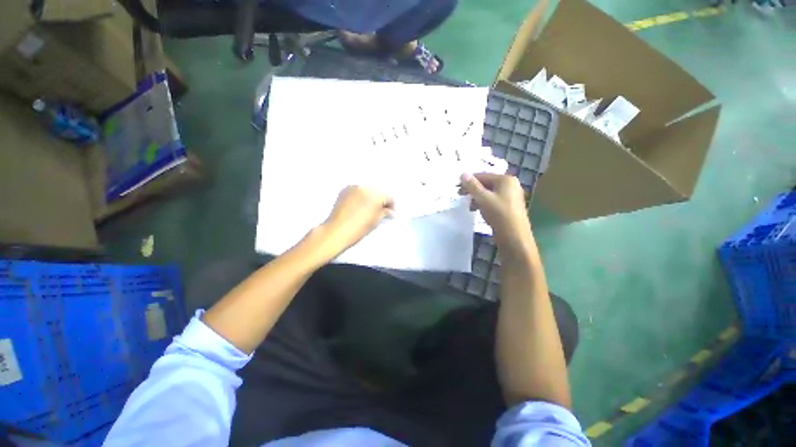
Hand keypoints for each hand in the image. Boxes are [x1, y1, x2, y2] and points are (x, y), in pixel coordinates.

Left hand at [318, 186, 393, 255]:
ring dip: (370, 198)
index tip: (390, 213)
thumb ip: (386, 213)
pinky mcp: (345, 190)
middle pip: (378, 192)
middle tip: (381, 211)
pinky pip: (357, 191)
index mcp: (376, 194)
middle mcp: (365, 187)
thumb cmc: (358, 228)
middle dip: (381, 201)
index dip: (391, 206)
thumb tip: (391, 212)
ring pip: (368, 190)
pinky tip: (359, 206)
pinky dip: (360, 196)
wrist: (337, 231)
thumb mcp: (376, 221)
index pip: (389, 197)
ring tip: (369, 209)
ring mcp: (354, 187)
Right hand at [459, 173, 532, 244]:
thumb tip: (463, 173)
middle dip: (473, 190)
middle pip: (487, 184)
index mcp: (506, 179)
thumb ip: (472, 185)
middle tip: (461, 196)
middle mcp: (511, 185)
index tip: (457, 187)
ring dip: (478, 198)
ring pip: (490, 193)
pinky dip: (485, 203)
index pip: (483, 175)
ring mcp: (512, 196)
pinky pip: (494, 200)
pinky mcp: (510, 206)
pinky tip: (478, 210)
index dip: (469, 181)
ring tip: (470, 206)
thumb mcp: (482, 198)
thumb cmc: (498, 213)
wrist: (514, 235)